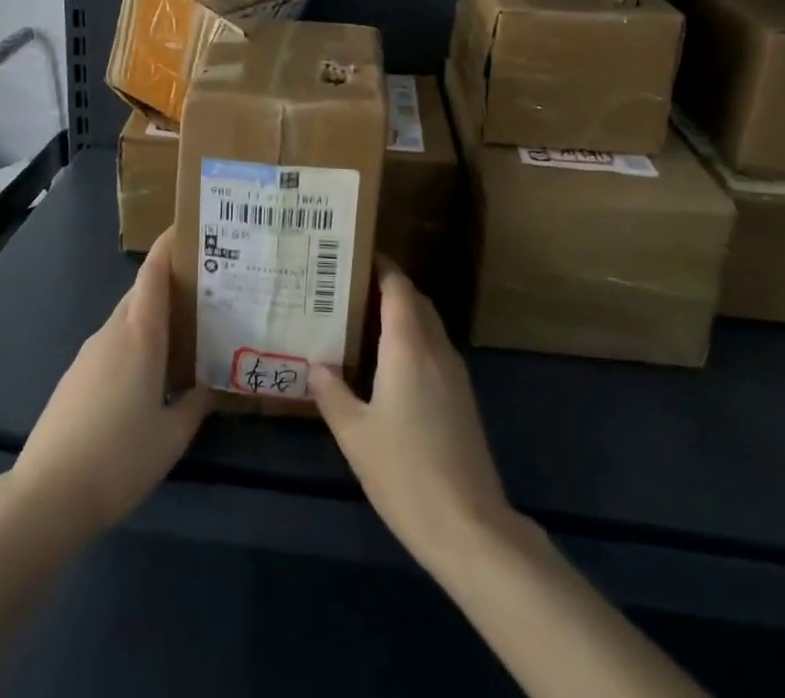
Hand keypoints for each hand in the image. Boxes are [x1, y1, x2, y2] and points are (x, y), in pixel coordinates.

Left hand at [11, 226, 211, 536]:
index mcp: (140, 335)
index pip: (153, 273)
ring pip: (125, 321)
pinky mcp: (74, 377)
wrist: (48, 495)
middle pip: (141, 294)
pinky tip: (147, 375)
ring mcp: (88, 354)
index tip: (187, 229)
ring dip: (150, 319)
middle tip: (203, 293)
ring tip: (181, 335)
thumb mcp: (171, 437)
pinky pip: (111, 345)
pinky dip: (132, 344)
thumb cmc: (119, 459)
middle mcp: (112, 333)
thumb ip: (194, 406)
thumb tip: (208, 386)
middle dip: (168, 286)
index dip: (168, 246)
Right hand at [311, 263, 513, 572]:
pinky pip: (434, 350)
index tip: (352, 256)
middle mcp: (435, 349)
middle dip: (387, 287)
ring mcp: (454, 374)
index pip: (398, 286)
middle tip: (350, 288)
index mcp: (408, 346)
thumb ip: (332, 393)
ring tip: (364, 320)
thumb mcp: (355, 434)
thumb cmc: (405, 473)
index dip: (379, 266)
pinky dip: (413, 340)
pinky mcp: (462, 398)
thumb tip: (315, 364)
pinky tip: (389, 365)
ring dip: (402, 314)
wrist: (469, 527)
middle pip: (415, 300)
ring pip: (428, 325)